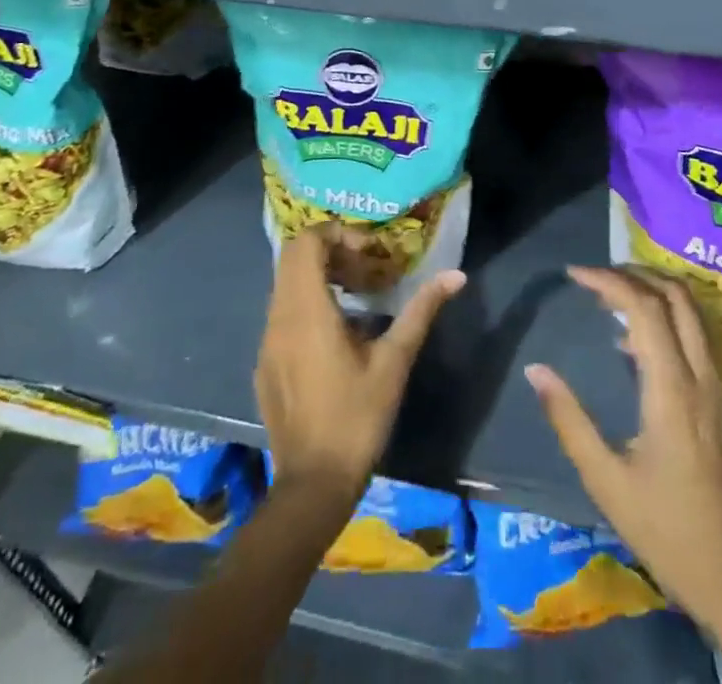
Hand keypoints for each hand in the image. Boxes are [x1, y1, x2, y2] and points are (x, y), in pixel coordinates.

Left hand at [256, 225, 463, 503]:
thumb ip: (421, 311)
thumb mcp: (394, 362)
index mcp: (307, 311)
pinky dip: (307, 303)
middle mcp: (279, 317)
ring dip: (319, 277)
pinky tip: (336, 335)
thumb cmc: (357, 419)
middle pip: (293, 257)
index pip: (306, 243)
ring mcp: (267, 341)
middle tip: (365, 272)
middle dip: (330, 252)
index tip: (368, 255)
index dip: (337, 235)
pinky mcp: (265, 362)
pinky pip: (282, 312)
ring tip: (357, 298)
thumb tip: (456, 275)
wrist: (312, 486)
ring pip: (286, 284)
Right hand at [526, 266, 721, 671]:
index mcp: (672, 389)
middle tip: (594, 276)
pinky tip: (630, 340)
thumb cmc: (666, 530)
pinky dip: (664, 314)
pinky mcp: (719, 398)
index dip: (609, 281)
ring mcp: (716, 385)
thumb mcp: (606, 480)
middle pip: (676, 295)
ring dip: (652, 289)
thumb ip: (569, 420)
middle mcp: (700, 375)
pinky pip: (694, 334)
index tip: (574, 275)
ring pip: (691, 310)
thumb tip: (535, 370)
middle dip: (634, 273)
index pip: (646, 308)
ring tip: (608, 297)